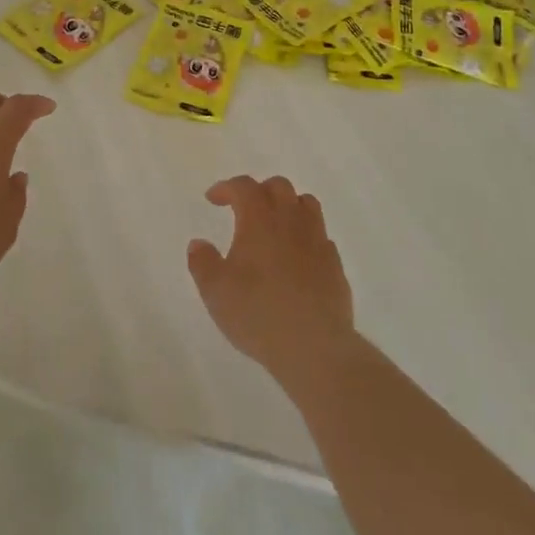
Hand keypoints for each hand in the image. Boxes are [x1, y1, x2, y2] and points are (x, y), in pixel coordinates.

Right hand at [188, 175, 356, 387]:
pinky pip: (321, 236)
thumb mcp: (216, 291)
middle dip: (259, 191)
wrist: (315, 347)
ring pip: (307, 204)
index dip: (226, 188)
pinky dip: (307, 237)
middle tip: (245, 209)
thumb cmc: (258, 313)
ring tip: (275, 226)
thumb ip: (202, 263)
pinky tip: (297, 257)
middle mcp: (291, 220)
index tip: (213, 199)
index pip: (244, 186)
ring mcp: (317, 240)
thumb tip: (198, 244)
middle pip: (279, 186)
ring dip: (288, 206)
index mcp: (259, 219)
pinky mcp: (335, 265)